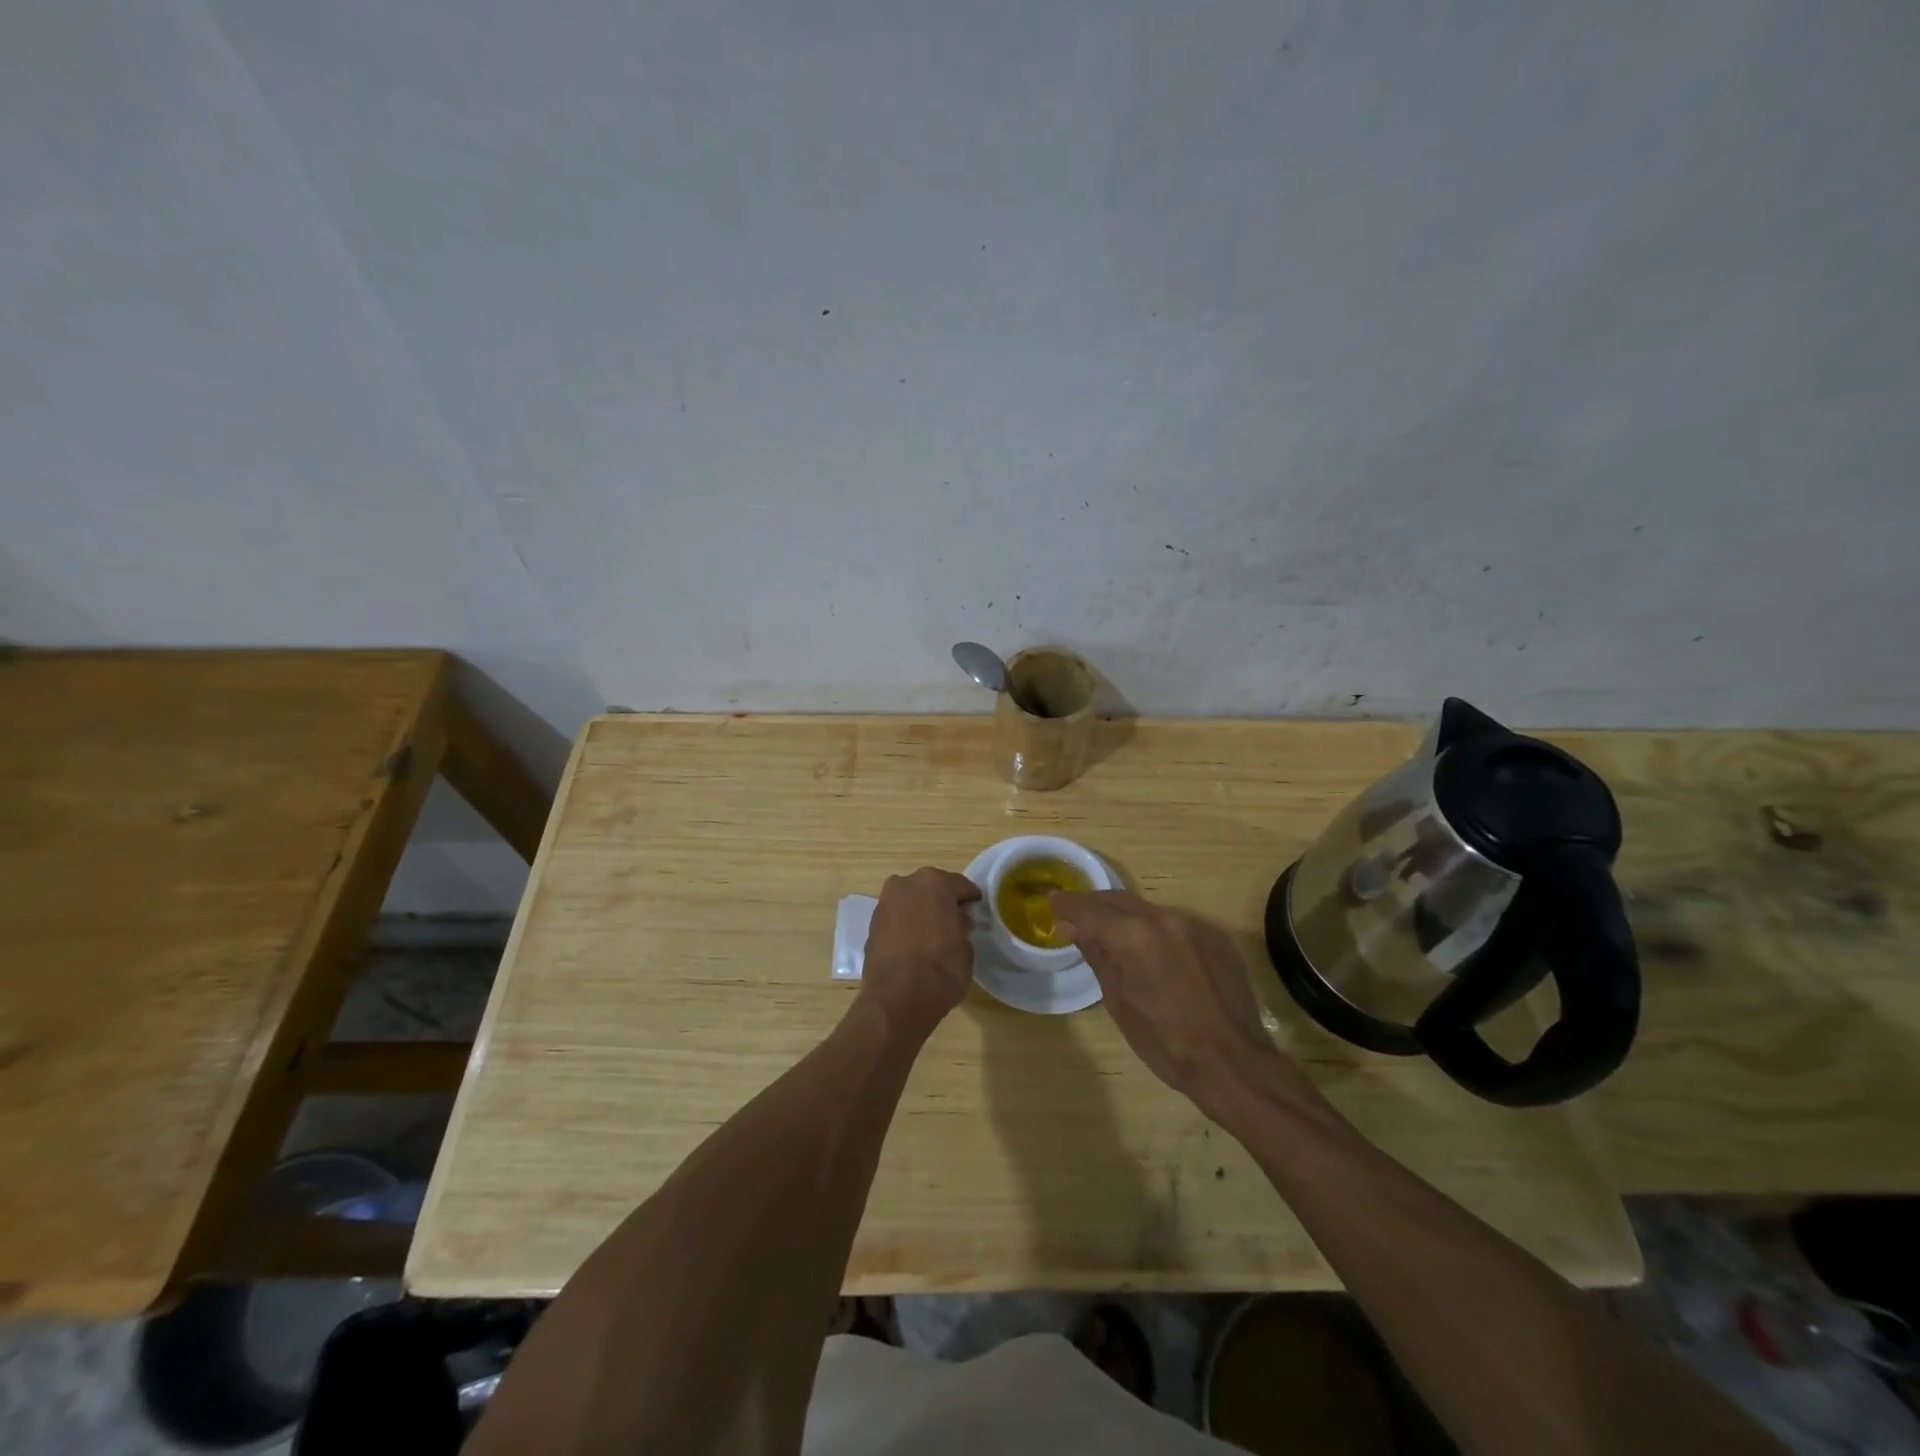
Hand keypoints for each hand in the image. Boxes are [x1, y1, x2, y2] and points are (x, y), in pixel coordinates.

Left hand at [859, 867, 981, 1036]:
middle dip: (942, 901)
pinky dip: (906, 924)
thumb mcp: (966, 947)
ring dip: (922, 911)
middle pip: (930, 888)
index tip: (976, 908)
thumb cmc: (941, 969)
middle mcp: (906, 884)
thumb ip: (961, 926)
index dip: (970, 897)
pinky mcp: (872, 924)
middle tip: (955, 919)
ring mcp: (885, 903)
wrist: (897, 999)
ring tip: (934, 932)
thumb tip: (956, 922)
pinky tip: (915, 942)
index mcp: (934, 883)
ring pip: (910, 901)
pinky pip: (897, 918)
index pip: (959, 885)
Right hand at [1050, 890, 1311, 1118]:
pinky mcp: (1216, 937)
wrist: (1233, 1062)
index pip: (1089, 910)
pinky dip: (1158, 932)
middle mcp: (1163, 918)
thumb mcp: (1119, 1002)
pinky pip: (1177, 924)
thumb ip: (1097, 955)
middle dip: (1095, 906)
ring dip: (1128, 919)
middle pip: (1119, 900)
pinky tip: (1156, 954)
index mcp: (1133, 936)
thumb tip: (1072, 927)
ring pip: (1149, 911)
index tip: (1051, 903)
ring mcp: (1194, 925)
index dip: (1067, 905)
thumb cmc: (1166, 1042)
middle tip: (1076, 916)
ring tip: (1115, 936)